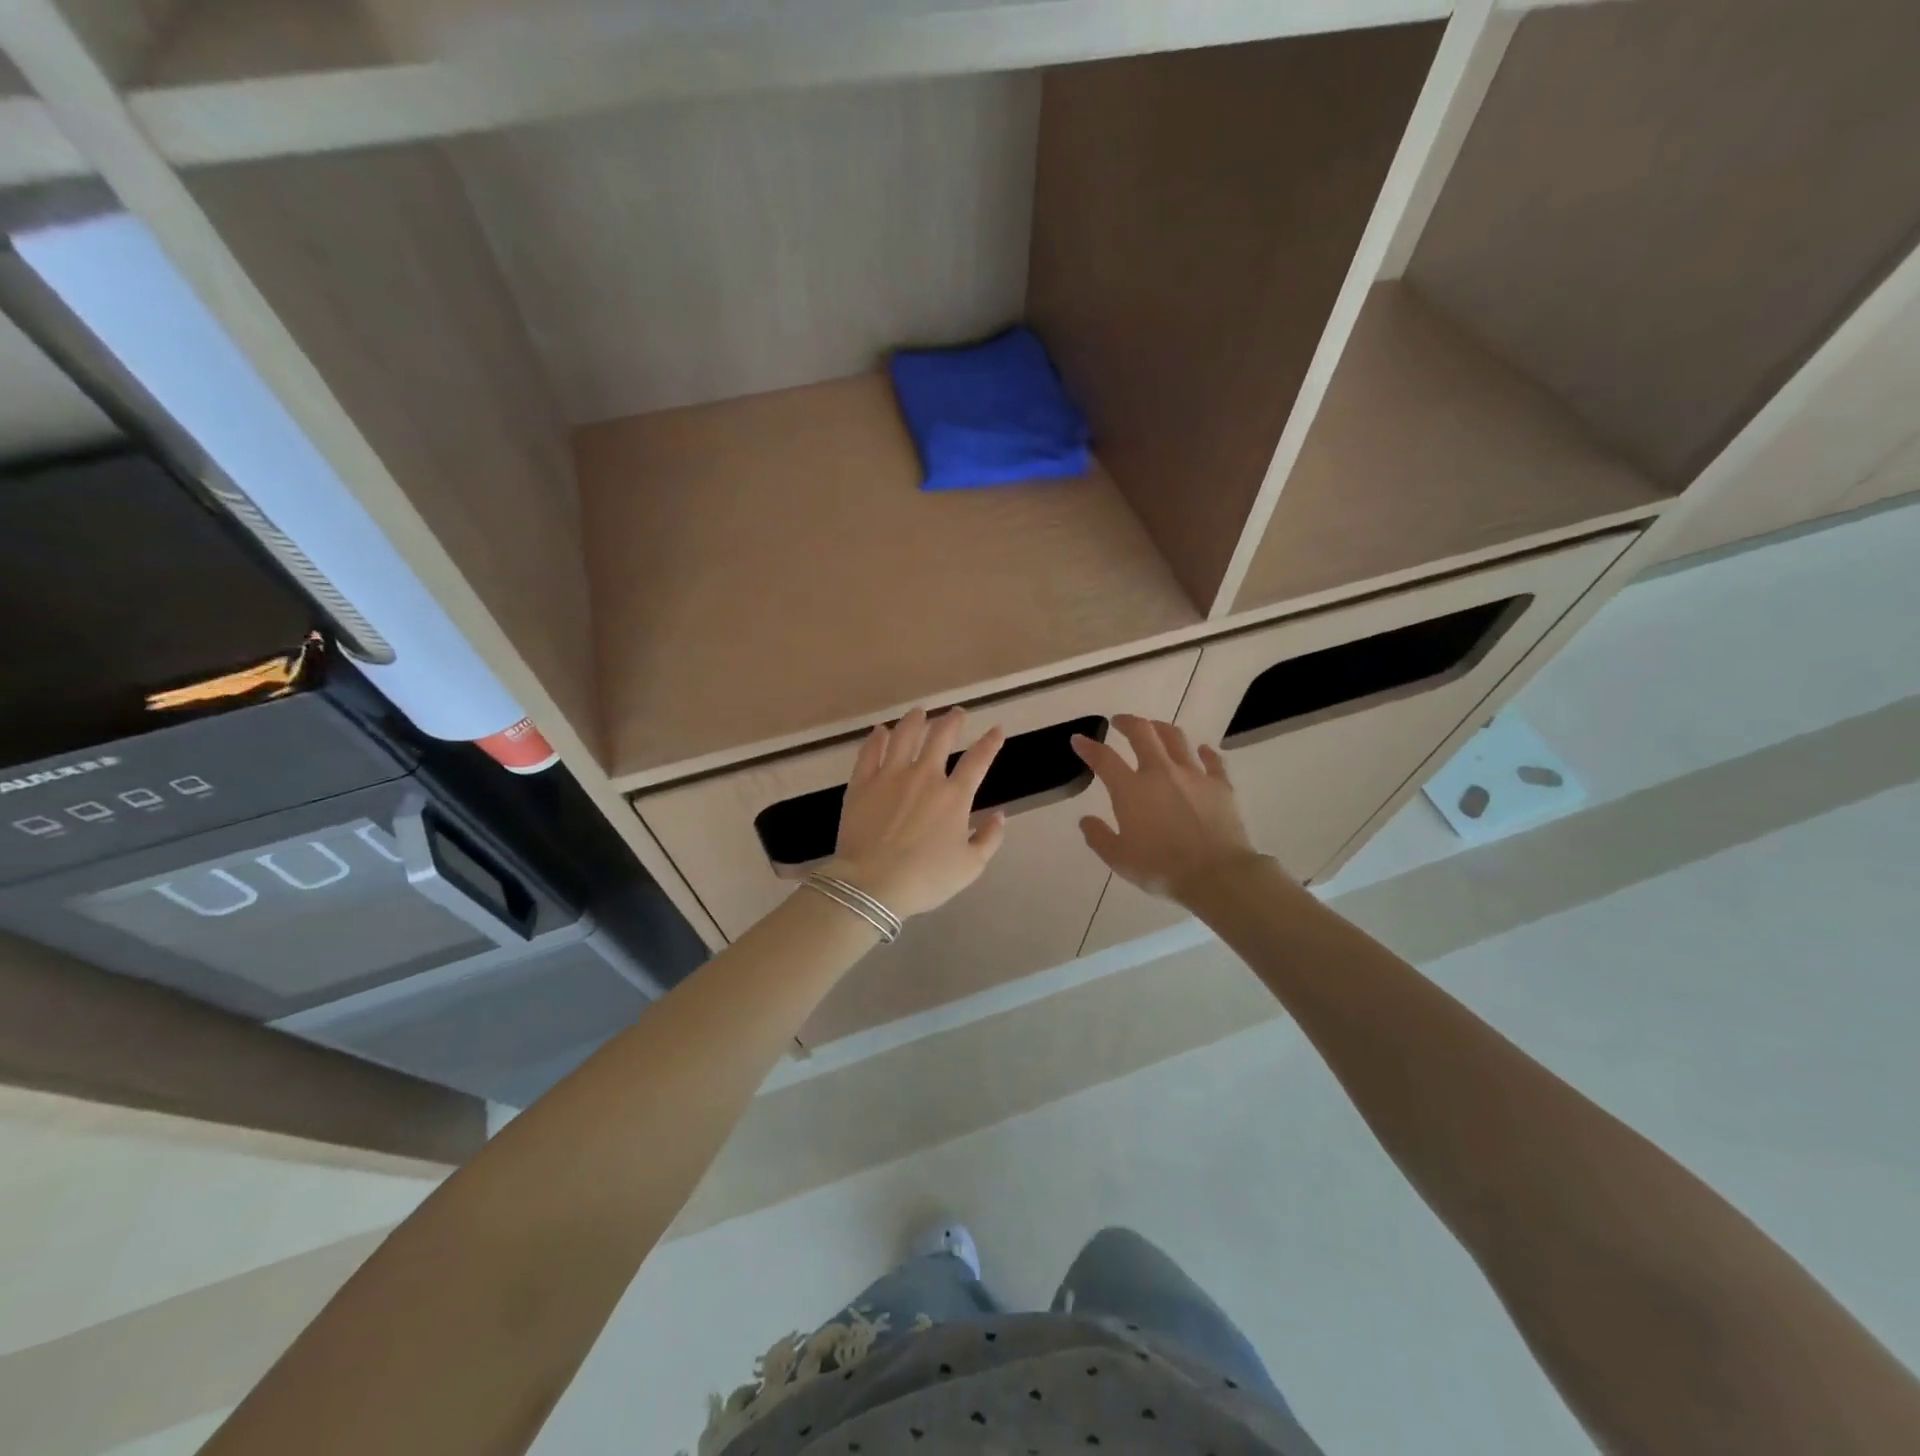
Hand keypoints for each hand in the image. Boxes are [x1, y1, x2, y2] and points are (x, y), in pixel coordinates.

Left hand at [822, 707, 1007, 918]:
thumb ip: (989, 838)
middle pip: (940, 737)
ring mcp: (890, 776)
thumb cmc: (926, 878)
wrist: (873, 884)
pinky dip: (878, 738)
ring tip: (920, 712)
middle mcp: (924, 776)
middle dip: (952, 721)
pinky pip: (870, 752)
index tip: (997, 730)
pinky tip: (881, 731)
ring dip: (915, 720)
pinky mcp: (862, 783)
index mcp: (954, 796)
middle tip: (956, 713)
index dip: (990, 742)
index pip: (978, 760)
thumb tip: (1000, 816)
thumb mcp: (970, 866)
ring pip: (904, 736)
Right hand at [1071, 715, 1259, 902]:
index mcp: (1131, 789)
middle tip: (1119, 721)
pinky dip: (1205, 752)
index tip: (1079, 739)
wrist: (1215, 875)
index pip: (1104, 759)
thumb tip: (1086, 820)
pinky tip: (1202, 750)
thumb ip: (1099, 837)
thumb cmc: (1161, 868)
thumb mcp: (1119, 859)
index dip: (1088, 747)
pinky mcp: (1220, 785)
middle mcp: (1161, 772)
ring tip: (1155, 728)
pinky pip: (1213, 761)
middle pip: (1142, 733)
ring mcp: (1193, 775)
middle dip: (1127, 722)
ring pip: (1176, 738)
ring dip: (1162, 728)